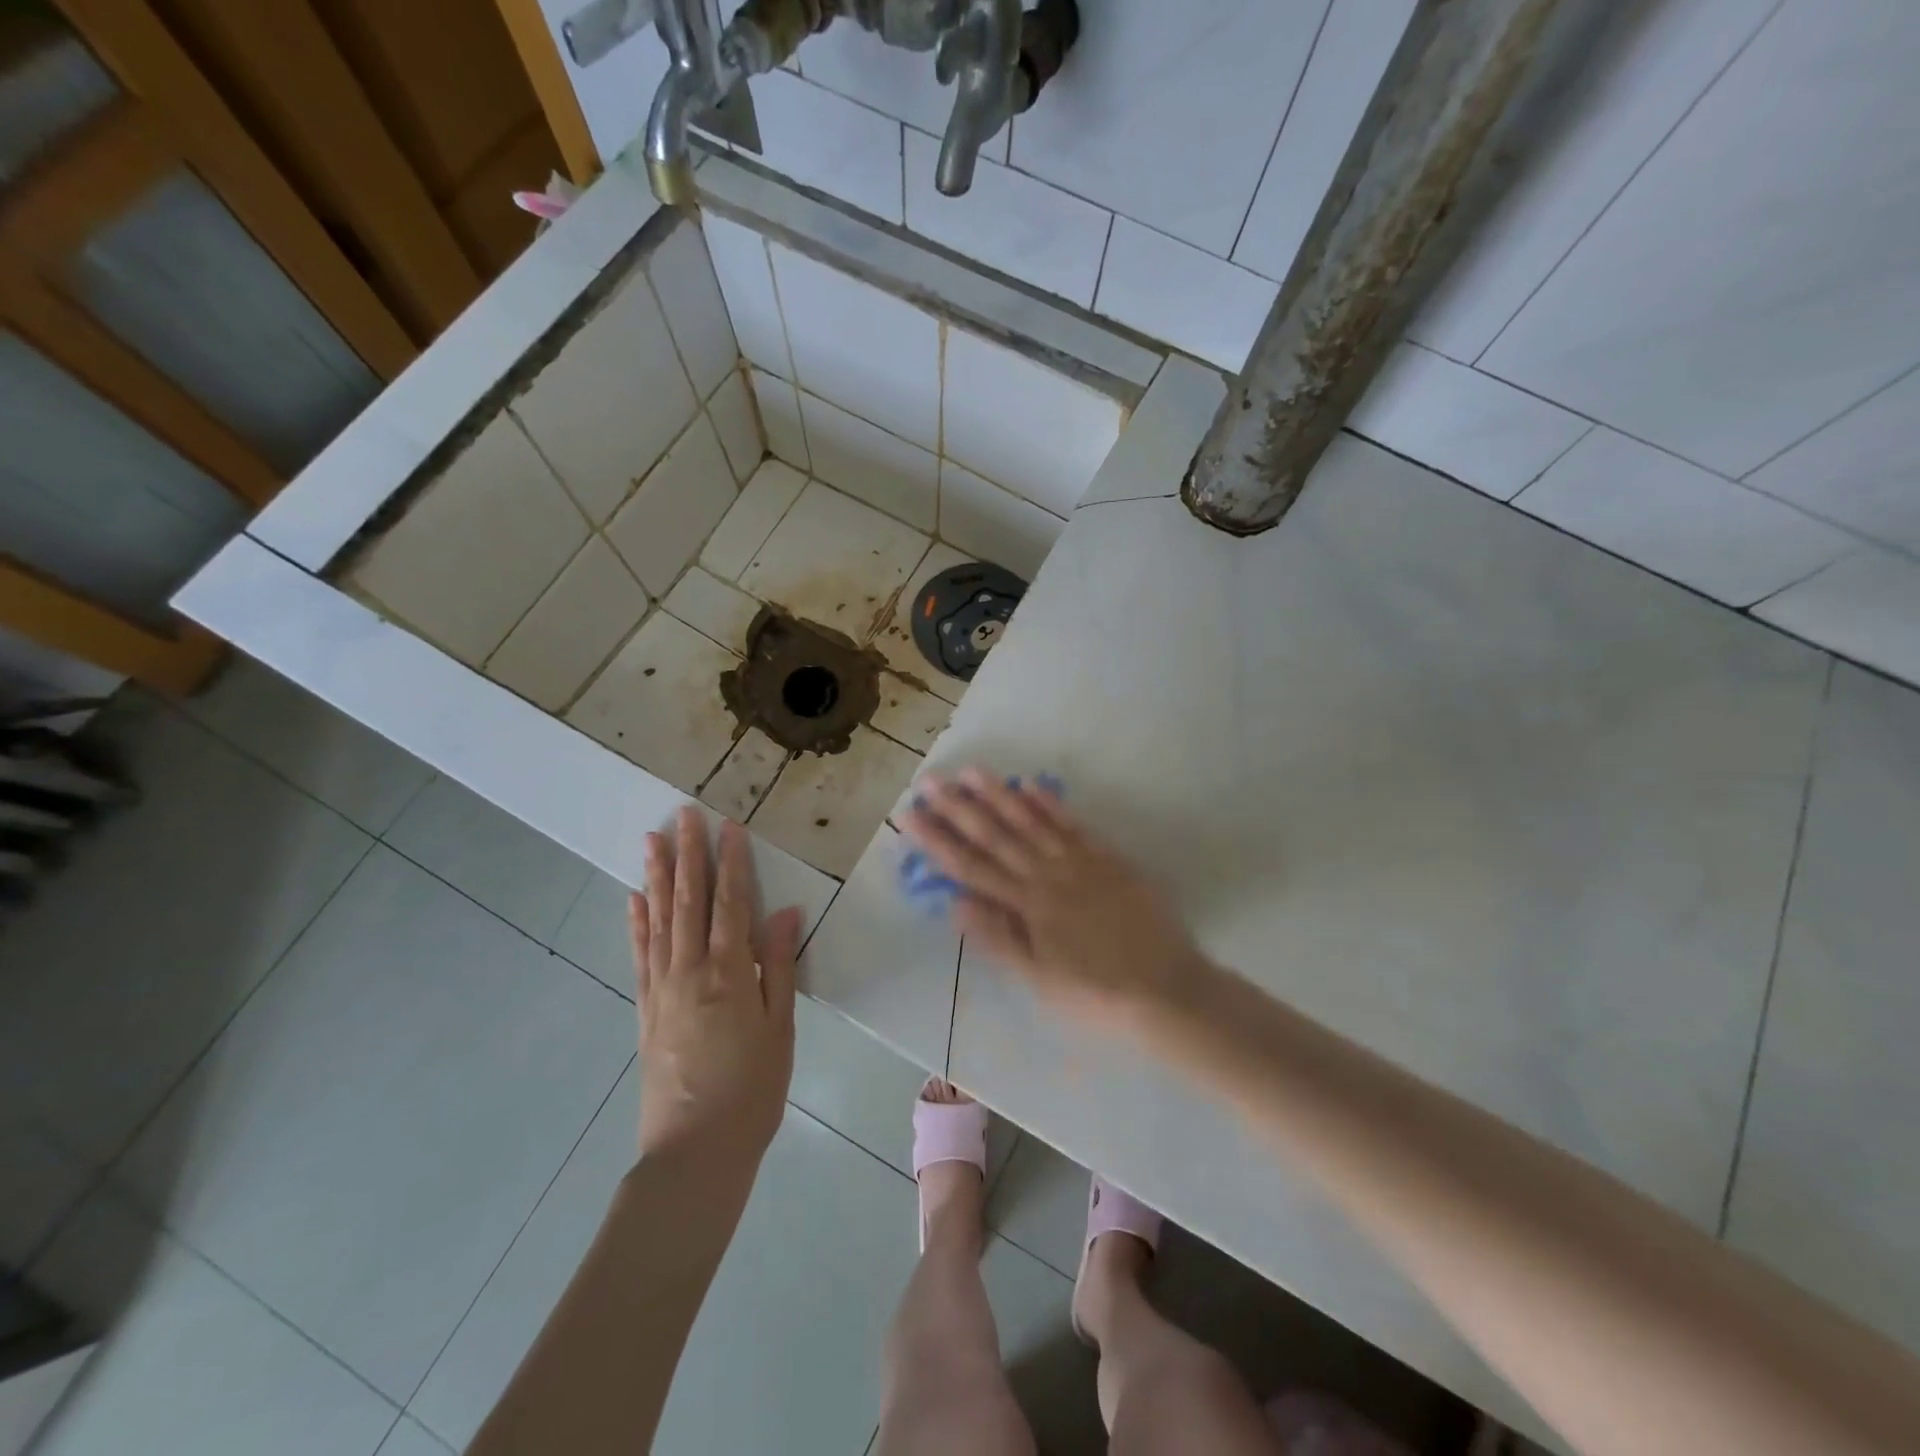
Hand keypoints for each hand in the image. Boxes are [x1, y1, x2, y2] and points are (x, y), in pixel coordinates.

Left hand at [631, 807, 803, 1173]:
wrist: (694, 1151)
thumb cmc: (752, 1089)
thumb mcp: (780, 1028)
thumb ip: (780, 966)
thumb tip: (786, 911)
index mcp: (729, 974)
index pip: (731, 904)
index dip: (732, 863)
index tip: (730, 826)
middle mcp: (690, 971)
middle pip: (689, 901)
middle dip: (689, 855)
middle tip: (683, 815)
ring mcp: (661, 989)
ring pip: (660, 920)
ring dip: (658, 877)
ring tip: (652, 840)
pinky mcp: (645, 1010)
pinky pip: (639, 956)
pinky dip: (636, 924)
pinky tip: (634, 899)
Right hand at [905, 769, 1209, 1029]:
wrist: (1165, 989)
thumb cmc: (1095, 994)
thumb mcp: (1039, 980)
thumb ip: (998, 938)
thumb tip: (955, 903)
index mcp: (1026, 906)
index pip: (971, 867)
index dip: (937, 841)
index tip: (910, 815)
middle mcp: (1047, 875)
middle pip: (996, 836)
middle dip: (959, 808)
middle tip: (930, 780)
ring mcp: (1079, 862)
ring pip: (1032, 821)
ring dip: (1000, 795)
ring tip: (972, 771)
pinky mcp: (1108, 858)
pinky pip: (1074, 825)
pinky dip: (1051, 803)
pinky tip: (1031, 784)